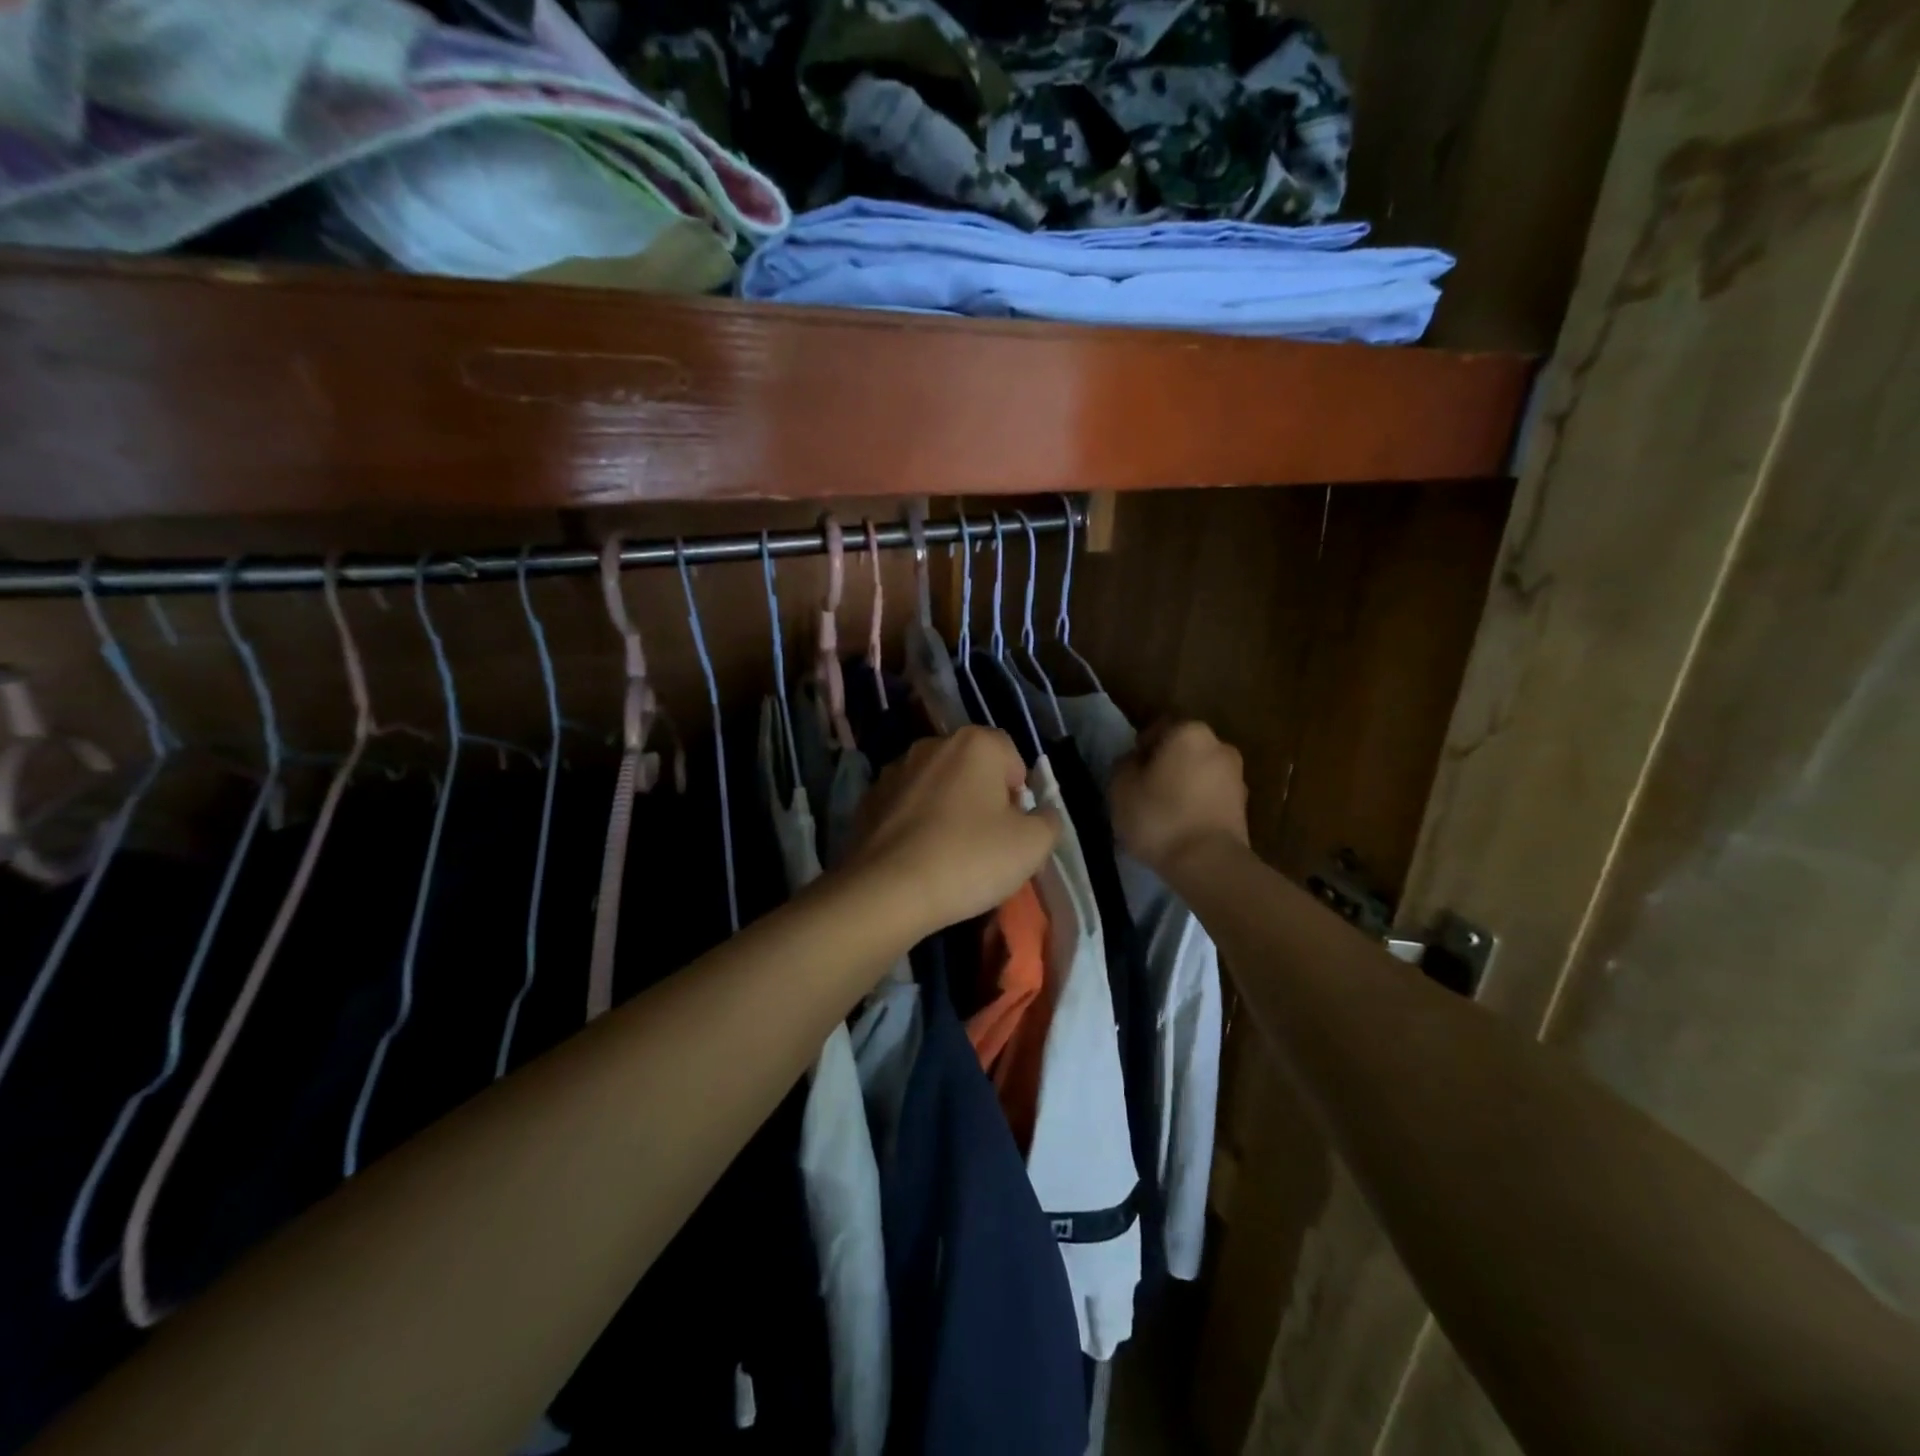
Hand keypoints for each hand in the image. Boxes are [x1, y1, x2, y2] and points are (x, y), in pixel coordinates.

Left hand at [846, 726, 1059, 939]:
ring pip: (936, 786)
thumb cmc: (970, 859)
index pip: (1011, 756)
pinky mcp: (868, 800)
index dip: (1019, 792)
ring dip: (947, 809)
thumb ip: (1048, 820)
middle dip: (983, 798)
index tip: (1014, 828)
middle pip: (972, 768)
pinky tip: (919, 858)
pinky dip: (916, 824)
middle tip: (987, 842)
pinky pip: (906, 807)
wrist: (888, 891)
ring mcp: (894, 771)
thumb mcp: (1033, 845)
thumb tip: (1040, 813)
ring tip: (950, 853)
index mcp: (974, 743)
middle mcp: (932, 745)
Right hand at [1110, 720, 1248, 875]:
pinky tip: (1182, 827)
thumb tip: (1134, 761)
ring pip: (1199, 774)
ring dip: (1183, 786)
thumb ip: (1124, 765)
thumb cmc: (1159, 816)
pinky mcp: (1244, 807)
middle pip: (1183, 751)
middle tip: (1144, 791)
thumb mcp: (1121, 788)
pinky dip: (1198, 805)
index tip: (1129, 772)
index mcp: (1189, 732)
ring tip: (1163, 813)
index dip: (1140, 749)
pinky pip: (1212, 798)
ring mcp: (1237, 777)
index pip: (1158, 729)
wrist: (1208, 863)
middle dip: (1165, 766)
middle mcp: (1219, 746)